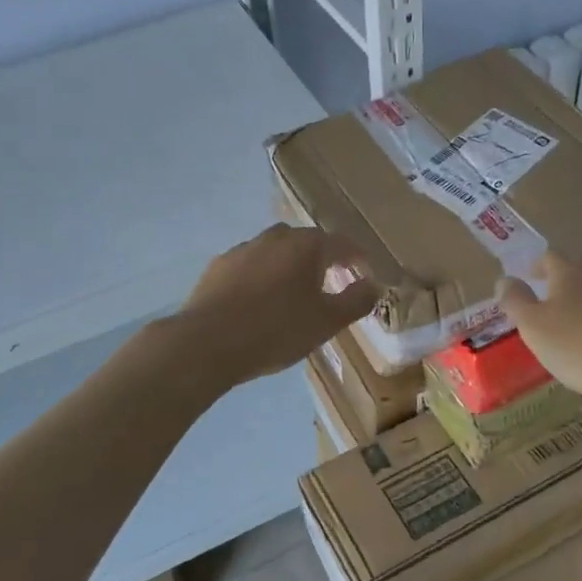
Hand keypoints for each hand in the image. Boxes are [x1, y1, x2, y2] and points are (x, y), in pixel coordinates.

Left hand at [180, 224, 381, 385]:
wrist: (207, 342)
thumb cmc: (276, 331)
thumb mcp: (327, 322)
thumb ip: (356, 300)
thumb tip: (374, 284)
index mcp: (306, 245)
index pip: (342, 244)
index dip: (358, 259)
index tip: (366, 275)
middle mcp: (275, 237)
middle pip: (307, 242)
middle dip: (323, 259)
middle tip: (332, 283)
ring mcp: (243, 249)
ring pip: (276, 251)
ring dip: (290, 266)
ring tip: (295, 293)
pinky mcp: (218, 266)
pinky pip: (250, 266)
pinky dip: (262, 277)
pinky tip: (259, 301)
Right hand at [496, 250, 581, 411]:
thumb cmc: (577, 347)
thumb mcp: (532, 327)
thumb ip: (515, 300)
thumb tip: (504, 279)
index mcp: (569, 271)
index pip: (549, 256)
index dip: (536, 266)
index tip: (529, 279)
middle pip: (578, 267)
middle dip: (563, 278)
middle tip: (551, 299)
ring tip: (578, 320)